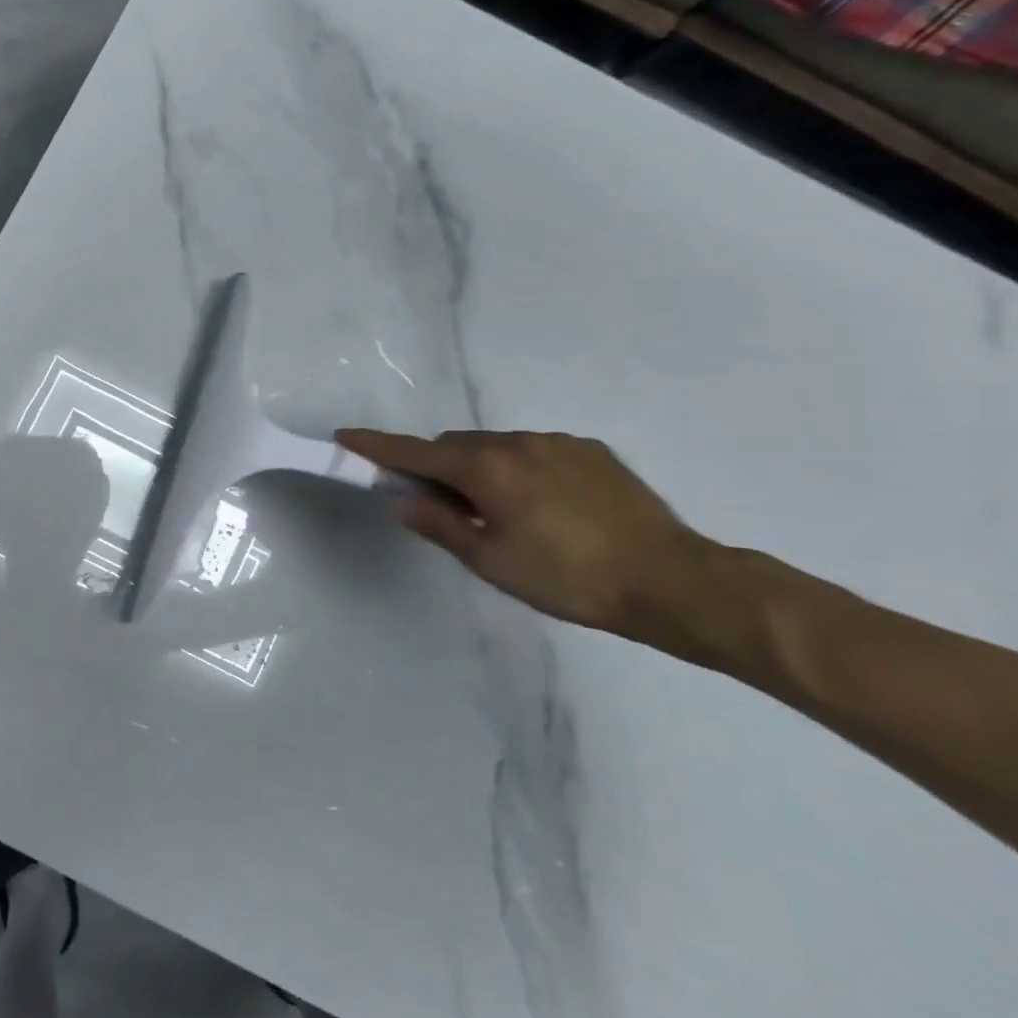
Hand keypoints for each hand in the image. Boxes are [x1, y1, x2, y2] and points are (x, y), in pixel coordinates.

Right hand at [337, 428, 715, 643]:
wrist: (673, 580)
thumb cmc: (569, 579)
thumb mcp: (492, 562)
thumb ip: (441, 525)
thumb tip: (403, 500)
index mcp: (486, 470)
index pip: (414, 452)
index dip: (376, 446)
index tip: (344, 437)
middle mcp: (517, 443)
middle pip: (454, 446)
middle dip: (438, 468)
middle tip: (444, 508)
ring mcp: (557, 442)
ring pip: (495, 447)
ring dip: (481, 469)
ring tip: (504, 514)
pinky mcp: (590, 450)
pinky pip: (533, 451)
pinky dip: (519, 469)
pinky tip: (545, 507)